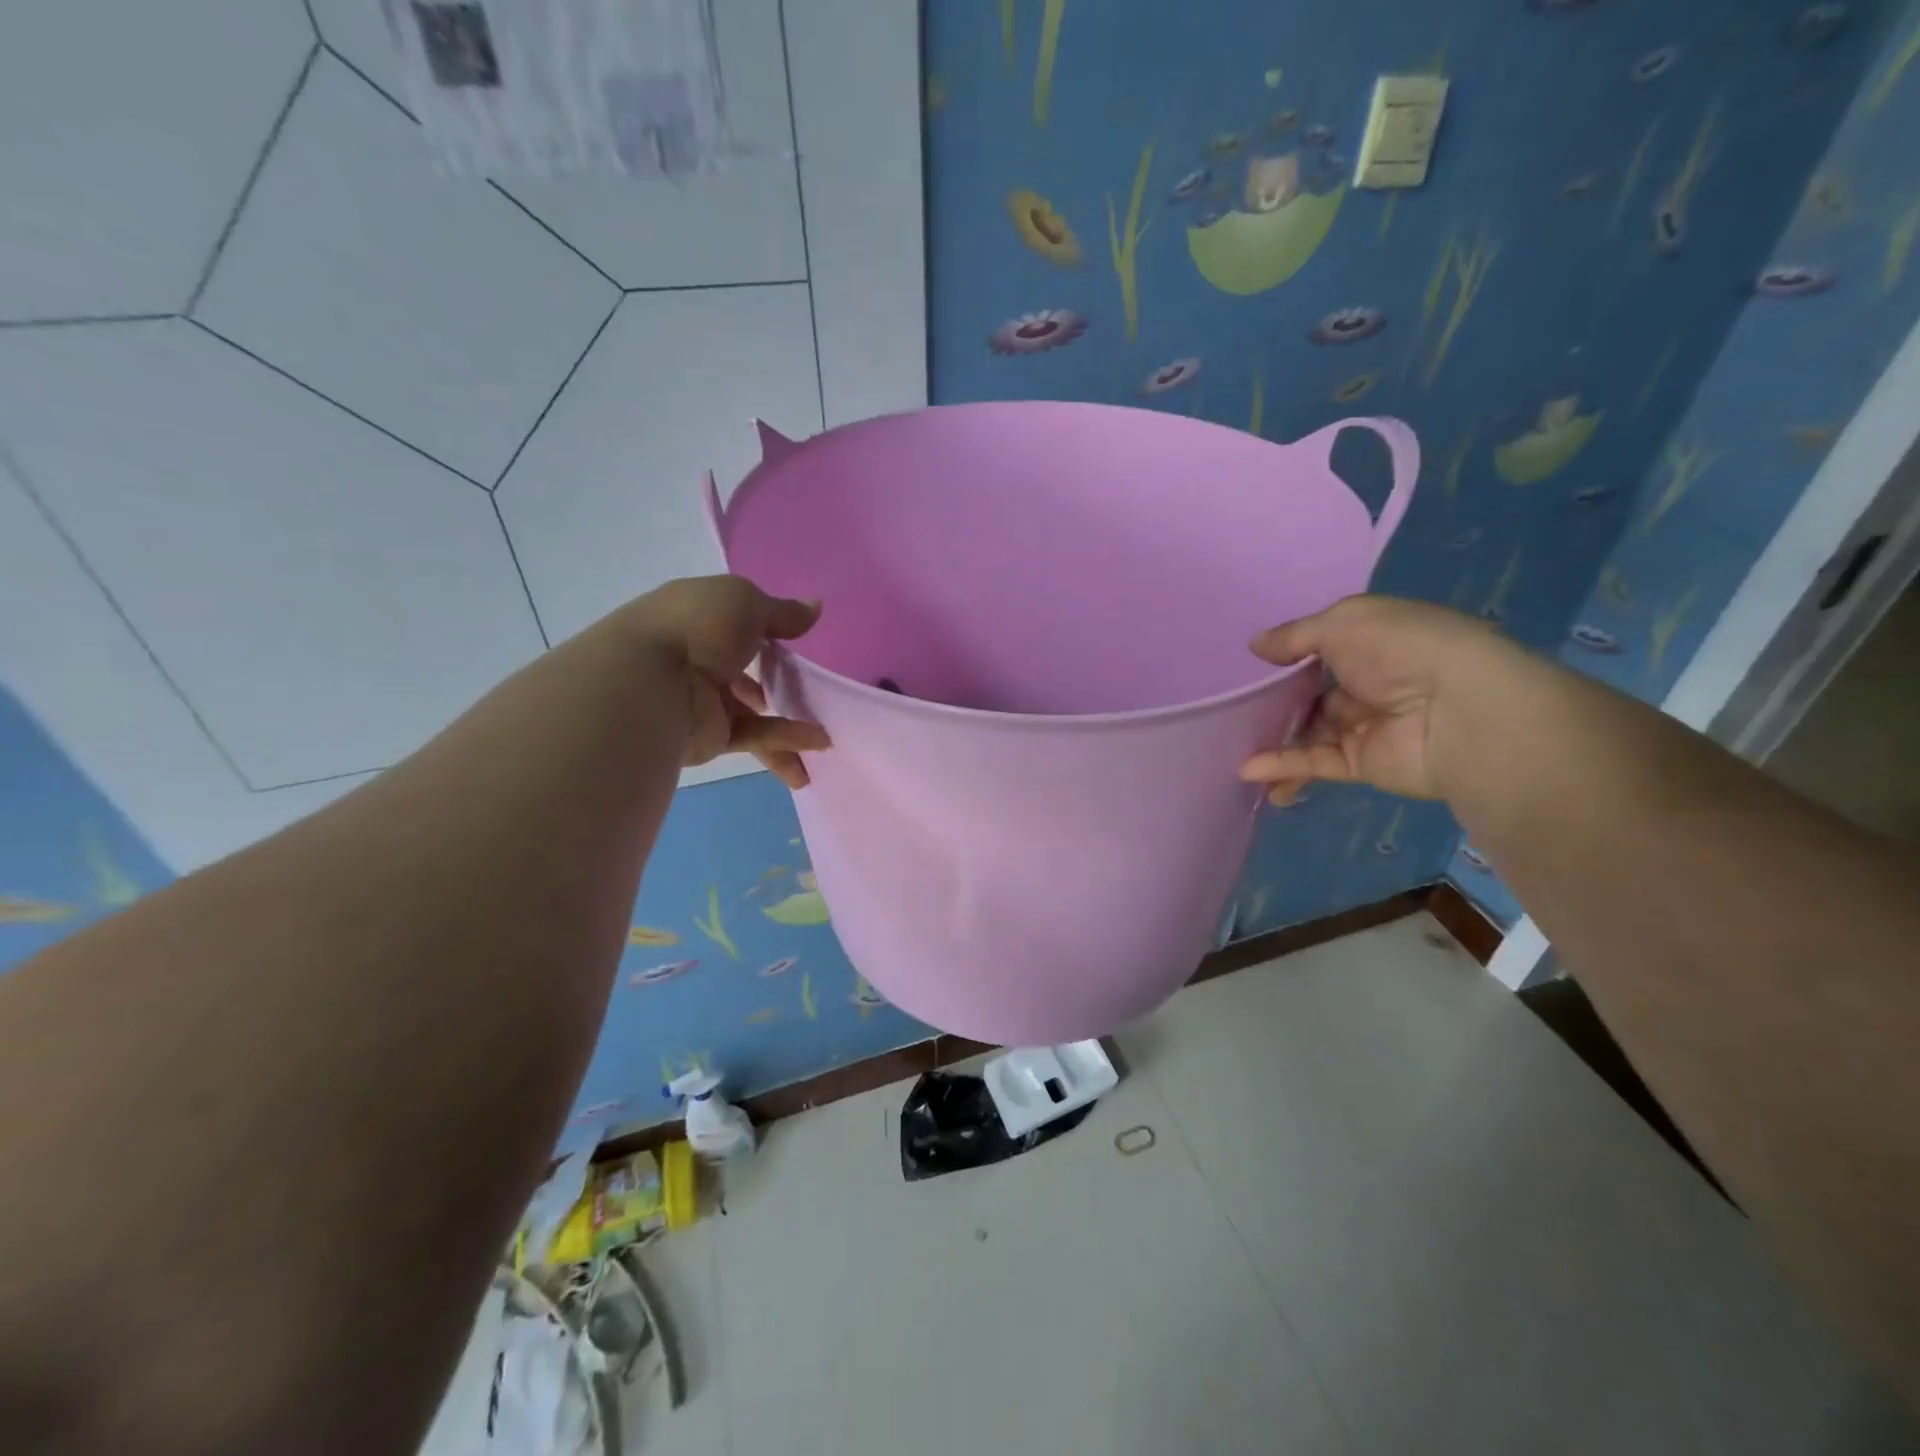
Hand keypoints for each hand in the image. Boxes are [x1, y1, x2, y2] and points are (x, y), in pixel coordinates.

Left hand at [628, 575, 830, 789]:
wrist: (651, 685)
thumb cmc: (698, 628)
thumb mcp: (746, 603)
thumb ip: (783, 612)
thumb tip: (814, 607)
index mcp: (697, 617)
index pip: (734, 623)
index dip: (766, 631)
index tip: (797, 642)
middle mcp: (696, 657)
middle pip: (744, 671)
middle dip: (777, 684)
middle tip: (814, 692)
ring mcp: (701, 701)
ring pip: (752, 713)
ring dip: (789, 724)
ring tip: (827, 736)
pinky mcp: (709, 738)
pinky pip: (754, 737)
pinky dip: (785, 740)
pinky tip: (816, 743)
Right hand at [1239, 595, 1512, 803]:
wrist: (1460, 711)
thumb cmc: (1402, 650)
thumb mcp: (1342, 623)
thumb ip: (1294, 636)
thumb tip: (1255, 645)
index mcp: (1375, 642)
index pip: (1325, 647)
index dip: (1289, 655)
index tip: (1251, 664)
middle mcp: (1370, 682)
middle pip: (1312, 693)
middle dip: (1276, 701)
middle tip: (1232, 707)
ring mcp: (1365, 725)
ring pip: (1308, 732)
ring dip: (1272, 739)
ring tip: (1230, 746)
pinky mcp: (1361, 763)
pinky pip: (1314, 762)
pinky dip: (1282, 766)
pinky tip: (1249, 771)